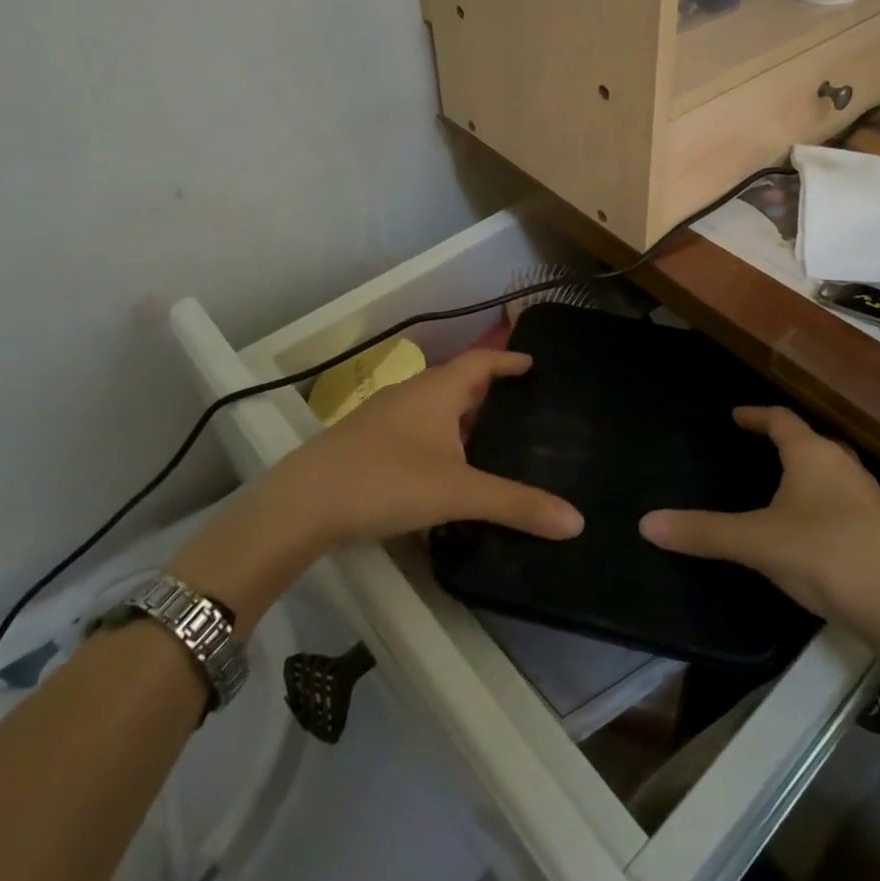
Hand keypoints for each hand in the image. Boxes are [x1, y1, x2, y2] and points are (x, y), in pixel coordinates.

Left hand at [272, 348, 583, 546]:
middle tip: (522, 408)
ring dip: (462, 419)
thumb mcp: (459, 492)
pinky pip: (416, 432)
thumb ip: (516, 504)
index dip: (508, 360)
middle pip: (459, 383)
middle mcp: (412, 394)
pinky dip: (439, 442)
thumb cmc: (387, 480)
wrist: (302, 504)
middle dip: (489, 392)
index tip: (533, 363)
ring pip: (435, 410)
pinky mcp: (367, 444)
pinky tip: (445, 472)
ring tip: (491, 441)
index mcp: (437, 390)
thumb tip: (577, 520)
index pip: (482, 361)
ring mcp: (385, 418)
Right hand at [639, 406, 879, 628]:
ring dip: (805, 474)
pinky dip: (821, 505)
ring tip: (780, 489)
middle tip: (755, 449)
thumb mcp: (757, 543)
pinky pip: (843, 503)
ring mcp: (869, 499)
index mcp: (812, 454)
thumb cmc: (828, 556)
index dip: (755, 415)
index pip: (780, 419)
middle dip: (783, 442)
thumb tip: (646, 523)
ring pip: (830, 473)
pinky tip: (811, 533)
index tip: (735, 416)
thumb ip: (703, 532)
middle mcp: (843, 466)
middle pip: (810, 442)